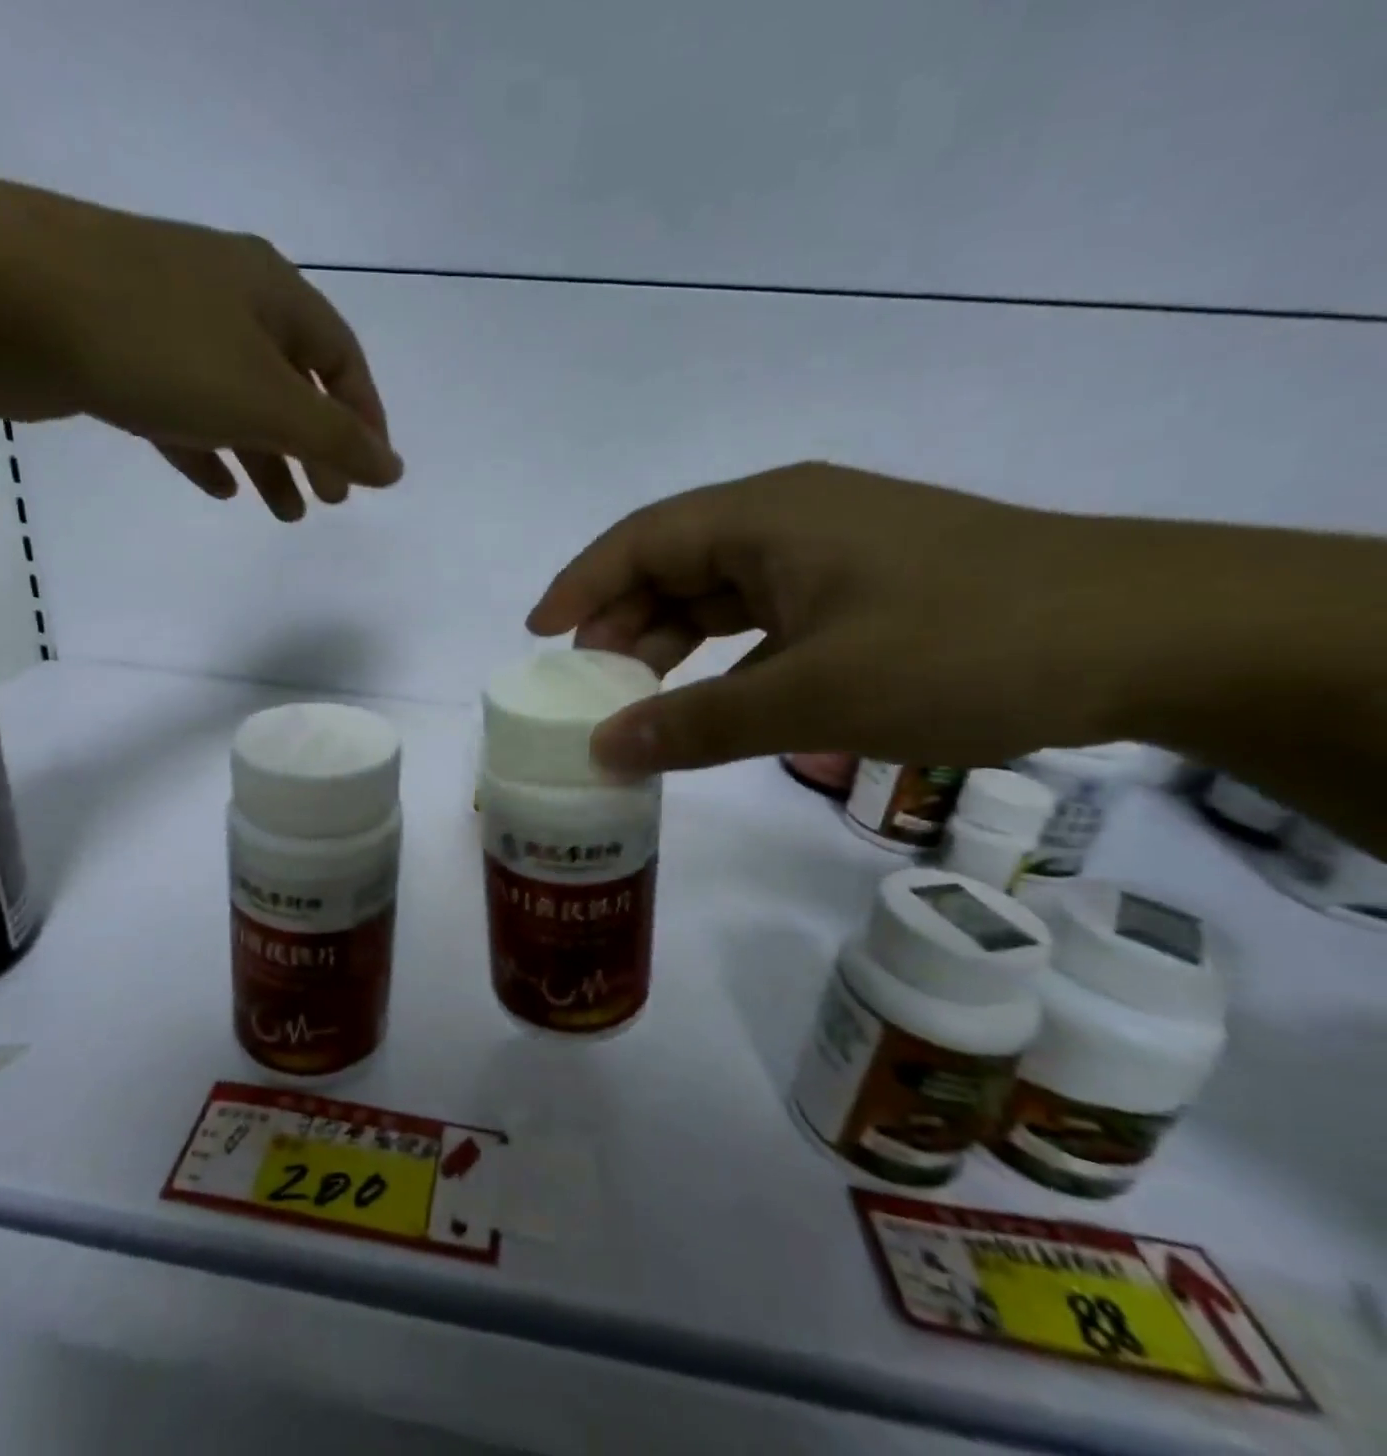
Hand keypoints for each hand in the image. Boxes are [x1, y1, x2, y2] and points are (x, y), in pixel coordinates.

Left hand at [0, 177, 400, 519]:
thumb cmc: (159, 346)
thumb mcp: (266, 400)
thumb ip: (335, 440)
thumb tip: (395, 470)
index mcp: (271, 293)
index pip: (341, 360)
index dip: (364, 419)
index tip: (372, 475)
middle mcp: (225, 297)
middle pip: (291, 383)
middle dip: (314, 447)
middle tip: (329, 501)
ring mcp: (166, 322)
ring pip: (236, 401)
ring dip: (265, 458)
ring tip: (283, 512)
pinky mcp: (115, 352)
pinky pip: (182, 409)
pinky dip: (207, 448)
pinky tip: (220, 487)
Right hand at [526, 463, 1154, 773]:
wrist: (1144, 637)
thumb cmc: (962, 646)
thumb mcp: (814, 696)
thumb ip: (698, 724)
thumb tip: (604, 752)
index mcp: (766, 516)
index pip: (641, 539)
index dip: (580, 584)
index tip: (537, 636)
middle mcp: (789, 521)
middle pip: (674, 565)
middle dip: (622, 624)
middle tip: (587, 687)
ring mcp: (829, 555)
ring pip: (719, 595)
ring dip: (672, 645)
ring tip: (637, 701)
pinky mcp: (861, 590)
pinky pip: (764, 619)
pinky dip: (726, 659)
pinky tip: (715, 702)